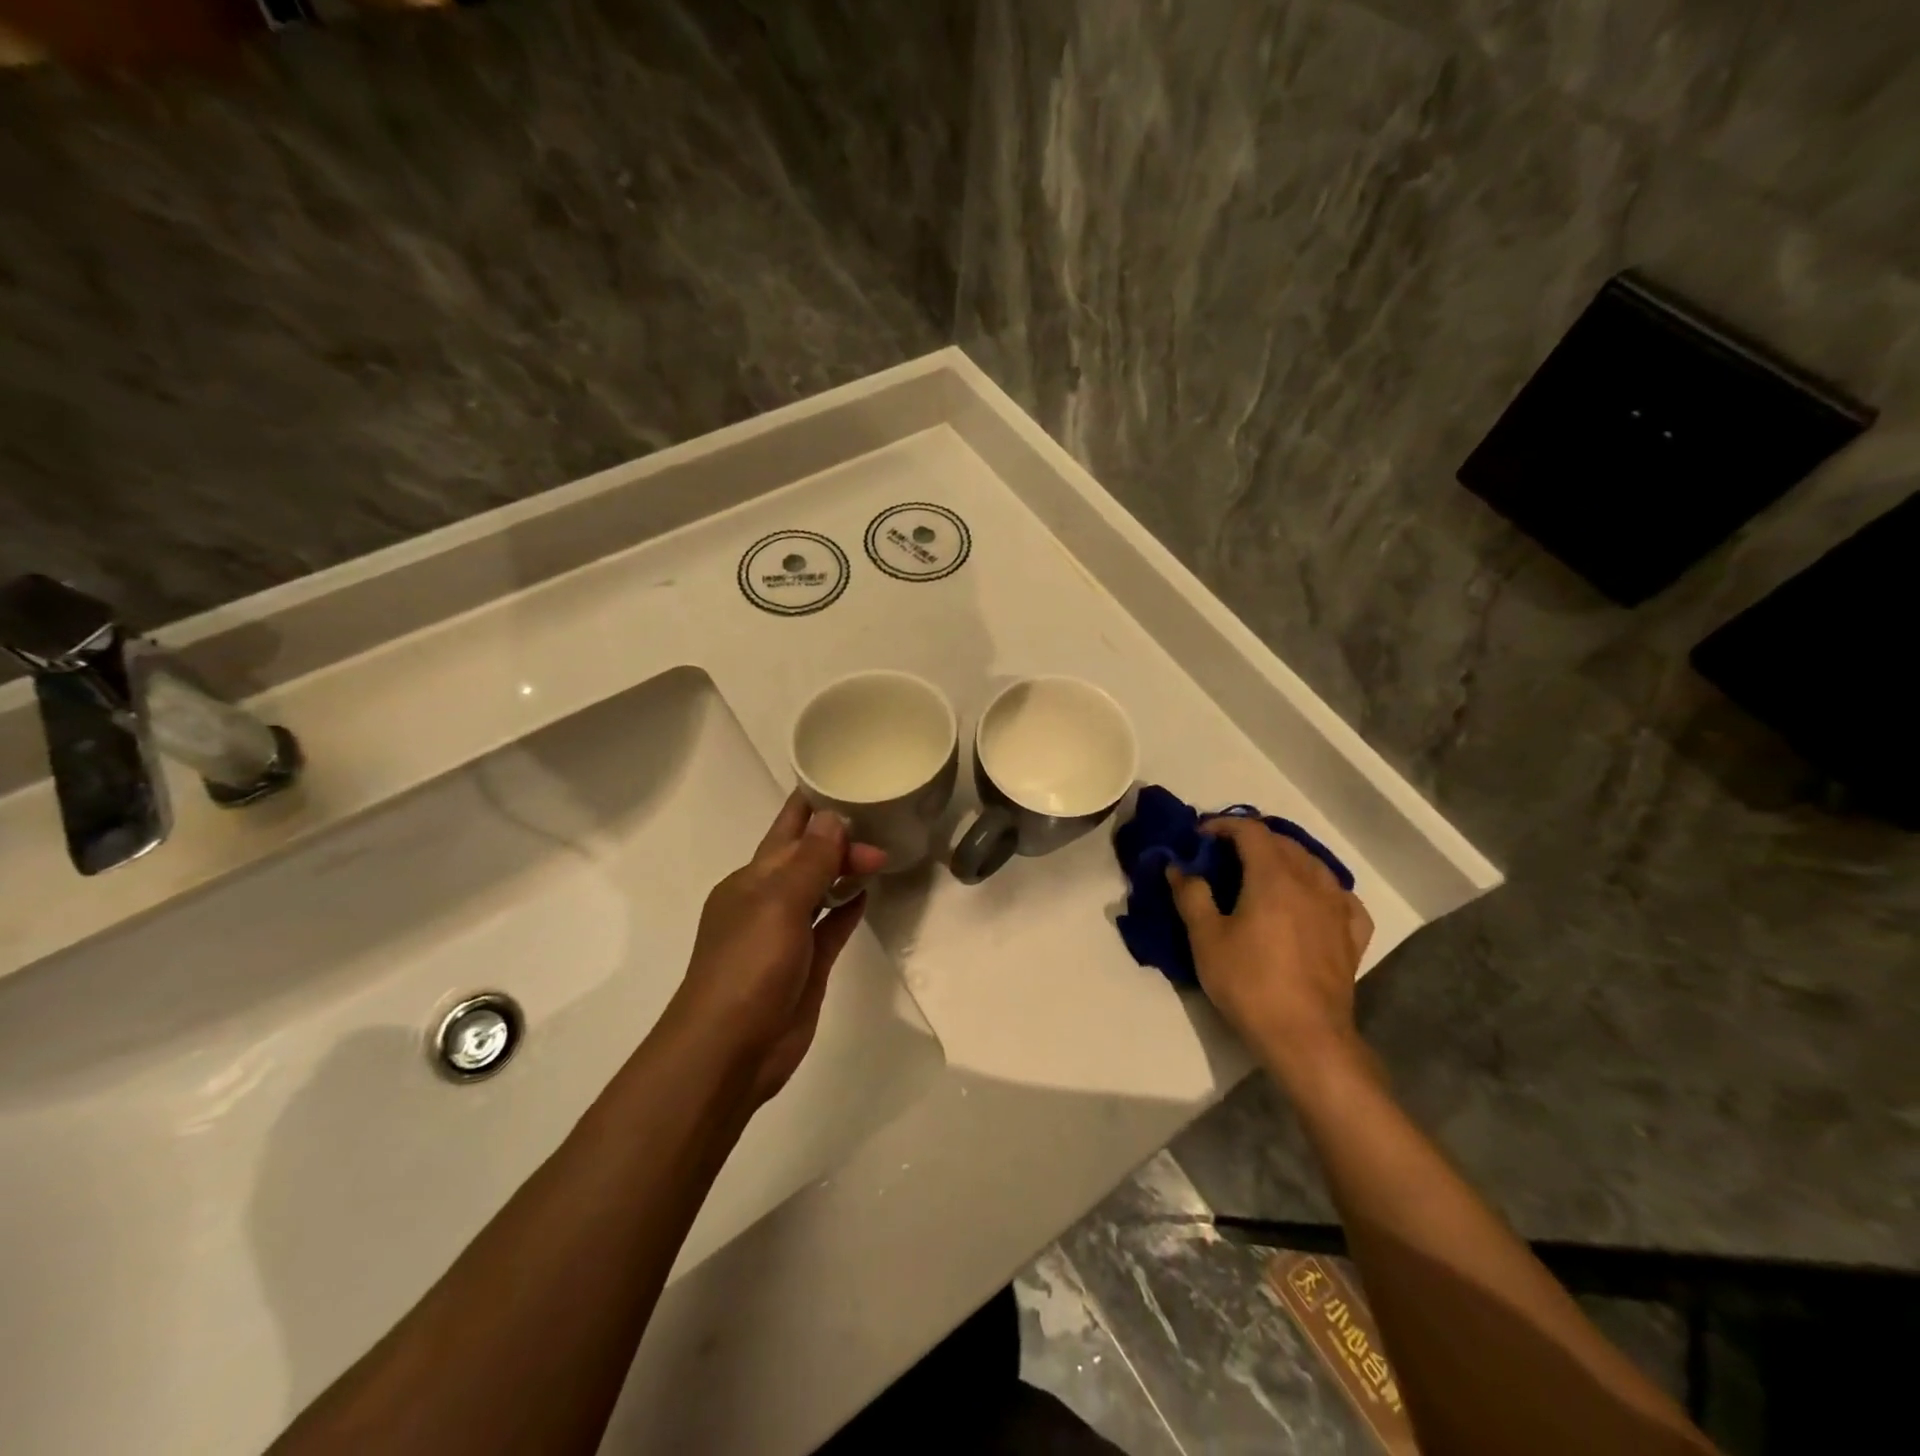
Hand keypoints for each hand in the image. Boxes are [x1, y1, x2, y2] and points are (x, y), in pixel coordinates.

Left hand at [665, 791, 885, 1105]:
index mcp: (751, 880)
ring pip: (820, 889)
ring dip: (844, 869)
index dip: (812, 805)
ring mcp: (787, 935)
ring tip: (882, 850)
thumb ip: (809, 861)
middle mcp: (767, 900)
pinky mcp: (806, 965)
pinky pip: (831, 926)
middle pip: (807, 856)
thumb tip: (831, 817)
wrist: (730, 1052)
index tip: (846, 779)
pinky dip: (847, 908)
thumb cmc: (748, 968)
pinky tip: (866, 893)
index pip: (786, 830)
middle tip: (883, 827)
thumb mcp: (777, 904)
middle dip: (839, 838)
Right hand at [1166, 817, 1373, 1079]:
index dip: (1223, 825)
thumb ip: (1191, 895)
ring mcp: (1337, 908)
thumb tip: (1178, 867)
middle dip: (1251, 840)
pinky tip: (1312, 901)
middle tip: (1223, 855)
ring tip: (1263, 874)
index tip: (1200, 837)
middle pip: (1283, 843)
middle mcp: (1311, 882)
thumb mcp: (1205, 938)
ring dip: (1286, 859)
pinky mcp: (1352, 936)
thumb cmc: (1249, 983)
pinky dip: (1321, 888)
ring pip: (1314, 864)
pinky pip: (1340, 896)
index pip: (1250, 830)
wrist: (1306, 1037)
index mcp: (1274, 876)